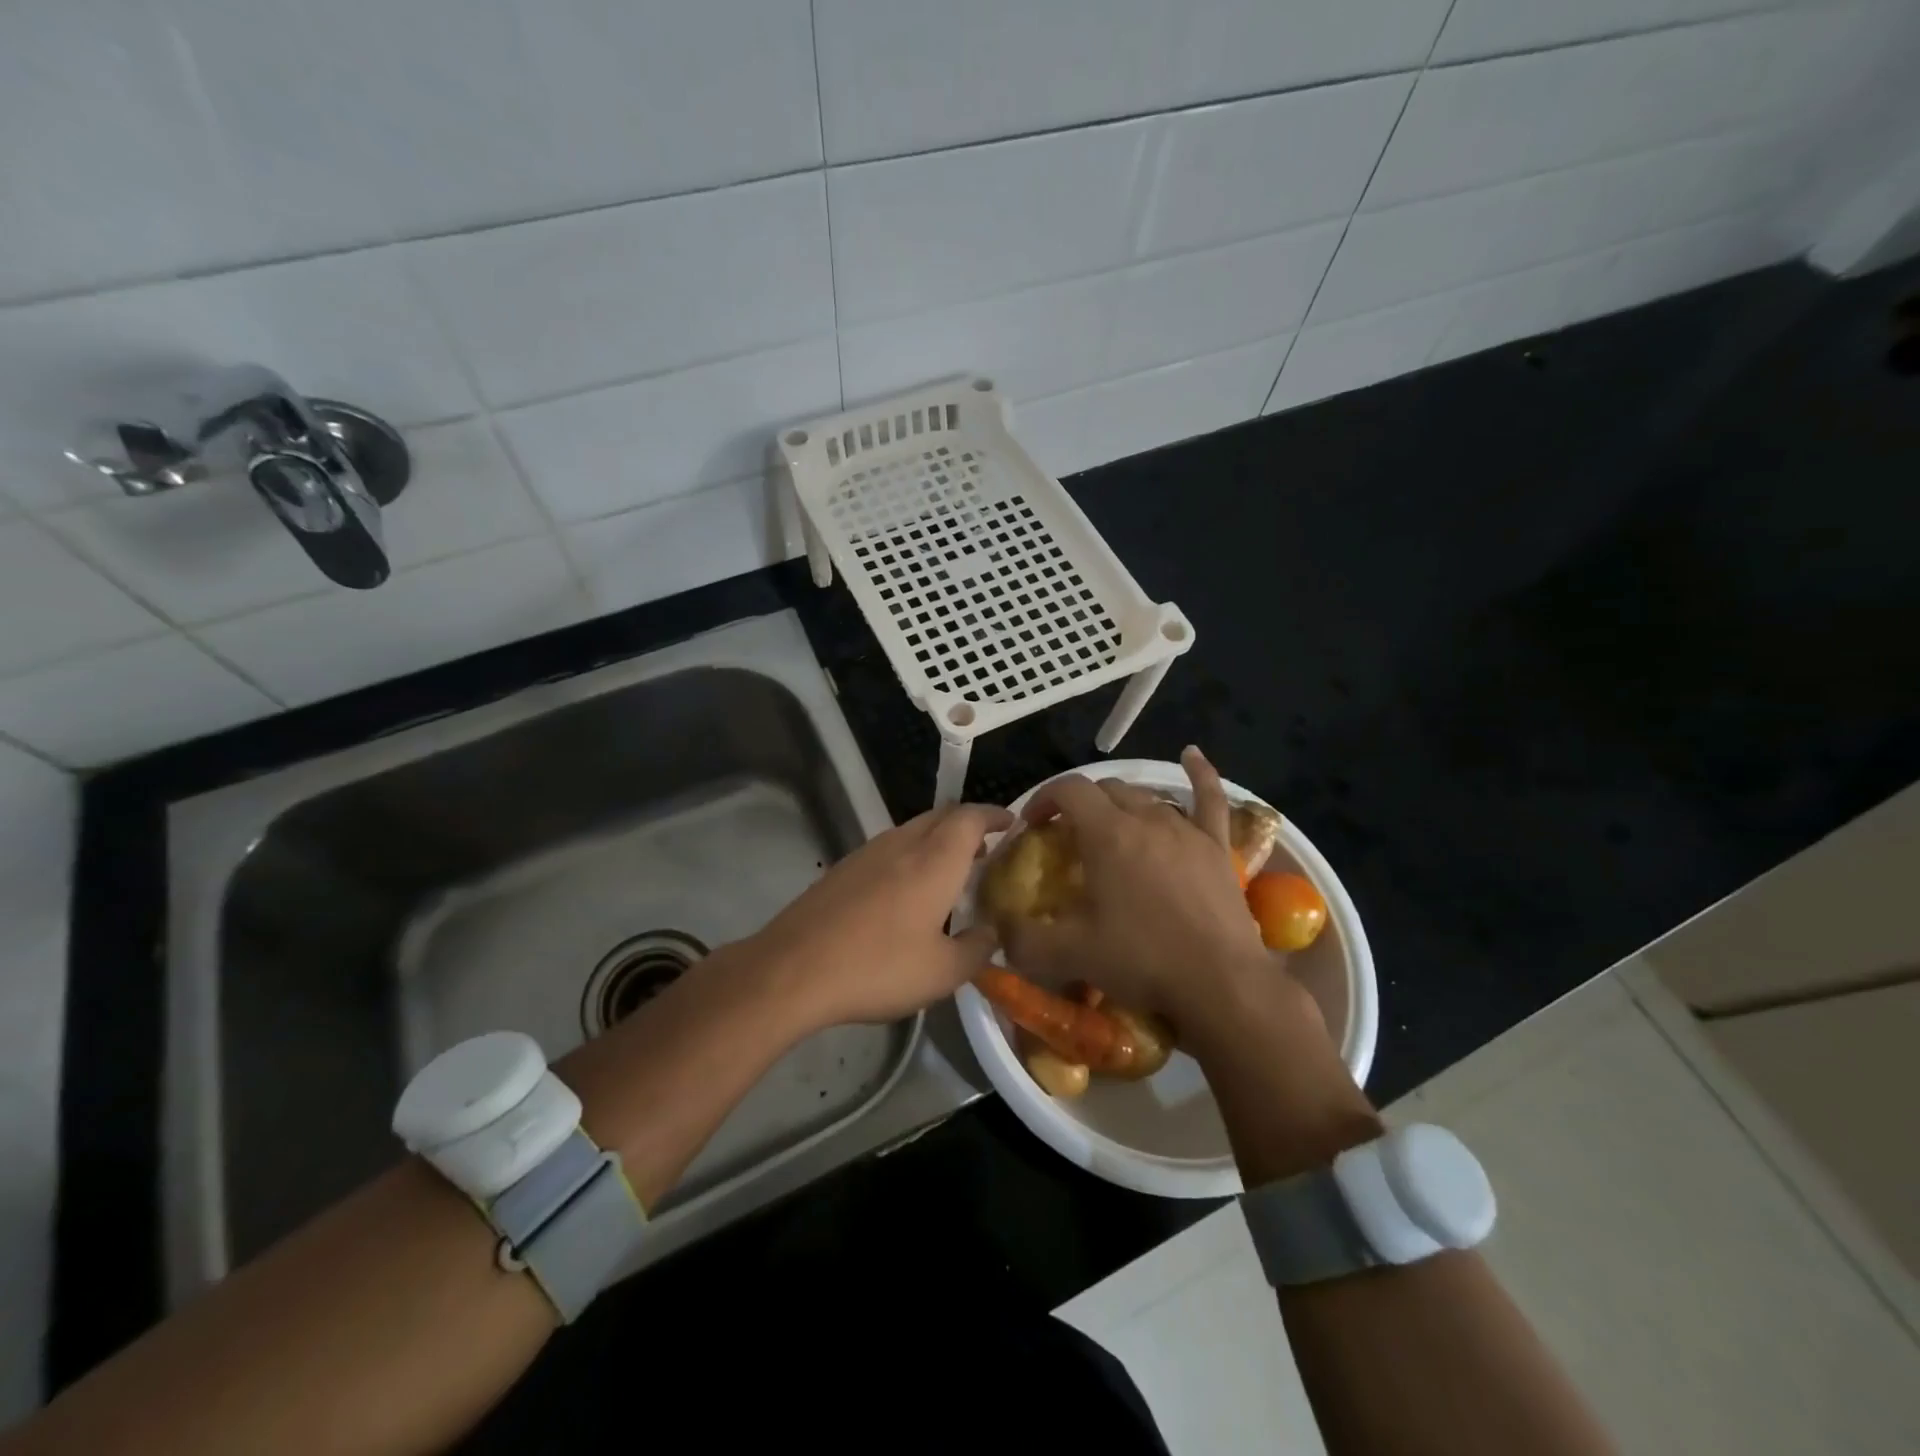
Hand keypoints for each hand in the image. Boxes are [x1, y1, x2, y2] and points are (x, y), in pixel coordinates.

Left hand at [743, 802, 1013, 1028]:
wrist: (793, 969)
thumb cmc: (878, 967)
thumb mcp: (942, 972)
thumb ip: (977, 949)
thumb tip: (991, 933)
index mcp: (935, 860)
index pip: (971, 817)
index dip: (994, 815)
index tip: (1011, 823)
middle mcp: (903, 844)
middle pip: (942, 816)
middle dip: (968, 825)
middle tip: (985, 850)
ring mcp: (868, 852)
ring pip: (913, 830)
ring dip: (937, 839)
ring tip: (950, 871)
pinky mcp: (843, 868)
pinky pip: (889, 848)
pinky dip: (911, 855)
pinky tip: (907, 891)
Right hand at [1000, 748, 1313, 1040]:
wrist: (1221, 985)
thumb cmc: (1143, 960)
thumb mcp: (1071, 954)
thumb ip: (1024, 940)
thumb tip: (1001, 930)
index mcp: (1108, 835)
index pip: (1068, 791)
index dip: (1044, 799)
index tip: (1032, 826)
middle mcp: (1146, 819)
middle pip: (1106, 790)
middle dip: (1080, 804)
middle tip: (1067, 837)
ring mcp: (1186, 829)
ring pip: (1146, 797)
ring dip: (1121, 805)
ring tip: (1109, 827)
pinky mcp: (1216, 846)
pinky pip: (1209, 799)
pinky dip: (1199, 774)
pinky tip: (1190, 754)